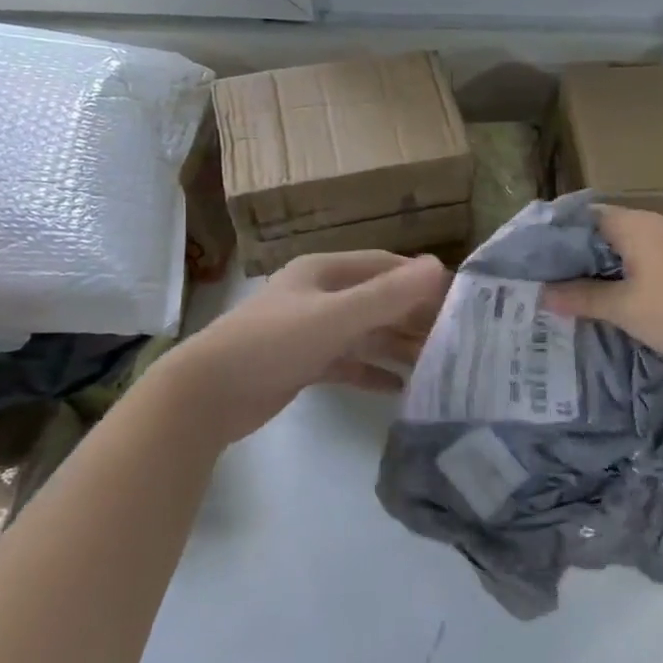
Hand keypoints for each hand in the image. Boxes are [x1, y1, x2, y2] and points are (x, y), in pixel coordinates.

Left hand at [166, 250, 450, 443]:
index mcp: (325, 272)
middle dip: (413, 317)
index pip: (384, 266)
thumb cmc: (271, 344)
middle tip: (454, 338)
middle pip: (378, 301)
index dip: (419, 280)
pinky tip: (400, 388)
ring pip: (367, 334)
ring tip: (437, 365)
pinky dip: (373, 372)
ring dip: (398, 346)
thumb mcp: (334, 317)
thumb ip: (387, 295)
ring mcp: (311, 330)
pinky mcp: (304, 363)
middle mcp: (321, 295)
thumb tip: (439, 267)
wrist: (206, 395)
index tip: (457, 299)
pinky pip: (350, 363)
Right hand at [541, 206, 662, 366]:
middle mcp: (652, 225)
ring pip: (623, 249)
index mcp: (633, 225)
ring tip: (572, 292)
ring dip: (599, 268)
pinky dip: (623, 276)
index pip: (581, 216)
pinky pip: (643, 261)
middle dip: (573, 255)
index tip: (530, 257)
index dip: (554, 233)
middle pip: (601, 232)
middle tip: (545, 279)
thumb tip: (542, 294)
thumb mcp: (626, 309)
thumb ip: (582, 298)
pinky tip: (614, 300)